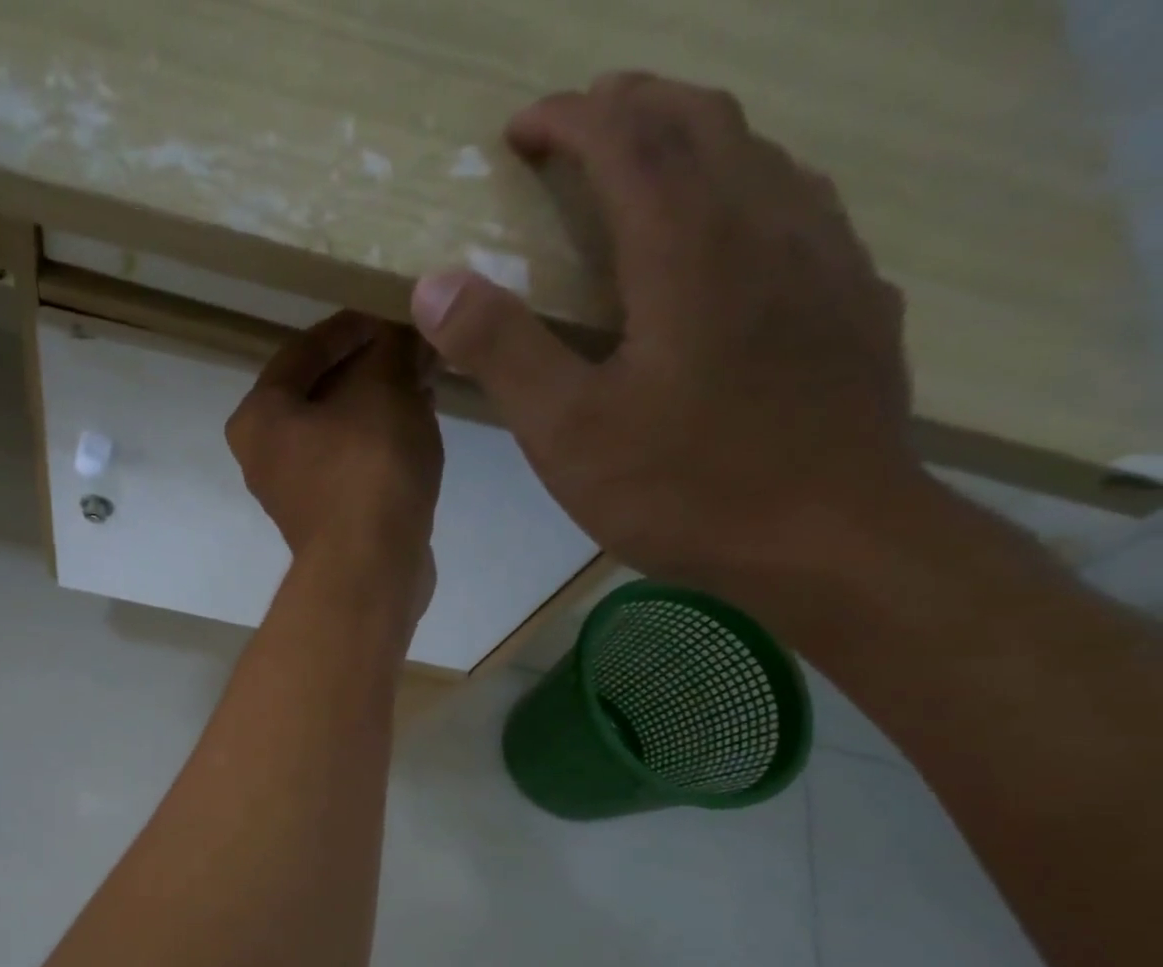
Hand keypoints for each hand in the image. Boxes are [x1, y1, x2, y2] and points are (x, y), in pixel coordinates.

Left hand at [228, 313, 443, 594]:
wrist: (369, 568)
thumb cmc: (366, 466)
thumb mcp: (385, 387)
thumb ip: (396, 346)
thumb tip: (410, 330)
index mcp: (258, 417)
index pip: (304, 349)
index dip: (354, 324)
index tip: (395, 311)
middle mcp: (263, 455)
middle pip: (319, 391)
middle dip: (370, 366)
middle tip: (414, 346)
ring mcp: (293, 491)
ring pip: (338, 428)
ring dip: (379, 402)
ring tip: (424, 380)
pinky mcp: (325, 518)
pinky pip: (351, 462)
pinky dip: (379, 440)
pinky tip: (418, 424)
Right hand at [411, 73, 930, 601]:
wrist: (830, 539)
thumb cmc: (683, 488)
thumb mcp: (566, 432)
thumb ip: (502, 350)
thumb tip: (434, 281)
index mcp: (689, 249)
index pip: (627, 142)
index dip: (570, 119)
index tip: (521, 126)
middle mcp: (767, 224)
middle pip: (703, 123)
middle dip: (635, 106)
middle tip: (581, 123)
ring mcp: (826, 257)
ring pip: (761, 155)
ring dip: (695, 139)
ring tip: (648, 164)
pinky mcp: (854, 299)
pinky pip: (800, 206)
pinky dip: (748, 188)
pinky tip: (732, 234)